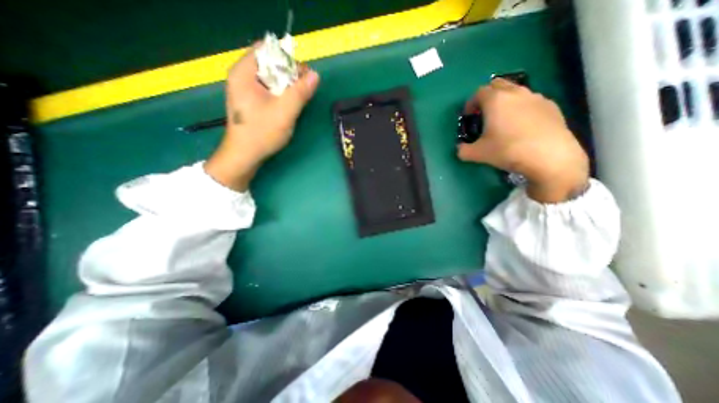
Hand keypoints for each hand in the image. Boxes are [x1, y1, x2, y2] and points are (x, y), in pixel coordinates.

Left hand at [207, 45, 320, 191]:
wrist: (245, 156)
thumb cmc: (262, 133)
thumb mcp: (285, 111)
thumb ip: (300, 92)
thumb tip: (315, 75)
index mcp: (244, 72)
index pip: (267, 50)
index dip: (288, 58)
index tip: (303, 75)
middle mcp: (242, 76)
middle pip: (269, 63)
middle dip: (289, 74)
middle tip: (304, 88)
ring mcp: (245, 89)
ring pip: (270, 78)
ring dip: (287, 85)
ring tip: (298, 98)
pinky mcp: (250, 101)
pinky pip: (268, 89)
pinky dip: (281, 94)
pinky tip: (288, 105)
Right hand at [457, 78, 585, 202]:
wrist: (550, 156)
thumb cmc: (507, 150)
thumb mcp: (477, 154)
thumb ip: (463, 150)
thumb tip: (460, 149)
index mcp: (495, 101)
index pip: (478, 92)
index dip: (470, 103)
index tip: (468, 116)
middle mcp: (516, 93)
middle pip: (498, 85)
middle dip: (487, 97)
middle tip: (484, 114)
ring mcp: (536, 98)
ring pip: (516, 92)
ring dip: (506, 101)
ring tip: (503, 120)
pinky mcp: (551, 106)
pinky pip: (531, 102)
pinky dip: (522, 108)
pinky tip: (522, 126)